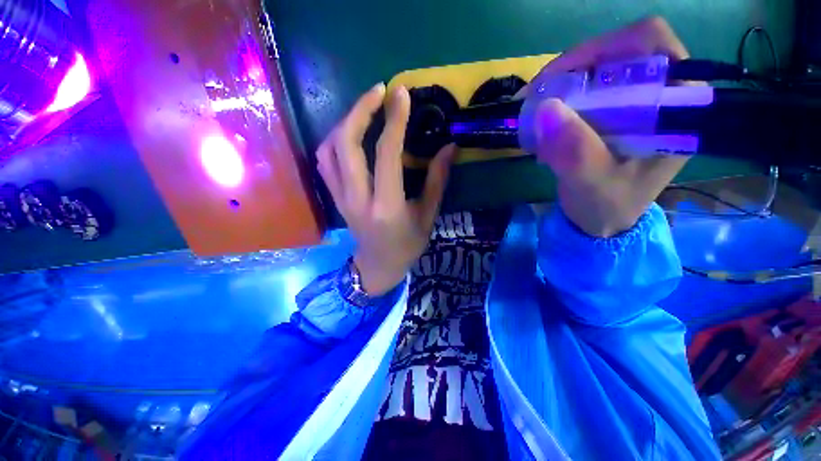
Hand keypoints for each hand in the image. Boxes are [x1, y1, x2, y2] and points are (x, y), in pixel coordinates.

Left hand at [316, 83, 456, 294]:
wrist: (377, 266)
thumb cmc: (407, 245)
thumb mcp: (427, 216)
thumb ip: (437, 181)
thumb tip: (450, 148)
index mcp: (386, 205)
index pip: (385, 154)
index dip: (394, 121)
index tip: (401, 94)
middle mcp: (357, 198)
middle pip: (346, 143)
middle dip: (361, 110)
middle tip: (380, 92)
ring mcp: (340, 197)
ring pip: (329, 148)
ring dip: (345, 121)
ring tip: (366, 109)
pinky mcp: (334, 197)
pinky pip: (325, 161)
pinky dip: (334, 139)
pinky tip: (350, 133)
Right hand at [528, 17, 690, 236]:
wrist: (602, 221)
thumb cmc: (607, 206)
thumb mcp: (593, 184)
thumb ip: (575, 152)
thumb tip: (545, 109)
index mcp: (676, 106)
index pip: (650, 44)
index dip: (602, 49)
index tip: (558, 79)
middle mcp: (659, 94)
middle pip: (616, 54)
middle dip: (570, 73)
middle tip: (534, 99)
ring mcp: (634, 102)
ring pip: (595, 71)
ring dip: (559, 91)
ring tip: (534, 119)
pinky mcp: (612, 113)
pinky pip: (582, 91)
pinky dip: (557, 104)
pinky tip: (543, 128)